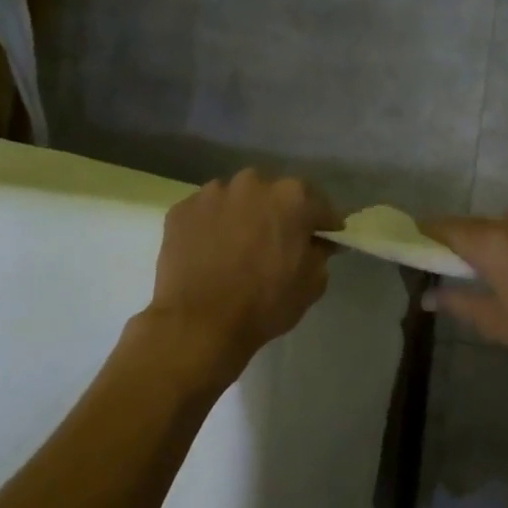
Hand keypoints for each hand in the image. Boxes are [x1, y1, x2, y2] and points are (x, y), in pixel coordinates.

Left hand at [147, 170, 340, 367]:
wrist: (199, 323)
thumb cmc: (265, 303)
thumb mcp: (312, 284)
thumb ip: (320, 254)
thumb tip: (317, 243)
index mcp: (292, 197)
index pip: (320, 206)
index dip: (324, 224)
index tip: (326, 238)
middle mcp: (252, 184)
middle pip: (275, 195)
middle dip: (281, 214)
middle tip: (280, 241)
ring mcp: (212, 193)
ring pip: (238, 200)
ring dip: (244, 216)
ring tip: (240, 246)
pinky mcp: (181, 210)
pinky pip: (207, 213)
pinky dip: (214, 226)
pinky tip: (212, 251)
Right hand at [419, 212, 507, 362]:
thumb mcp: (491, 319)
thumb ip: (455, 302)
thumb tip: (427, 297)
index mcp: (491, 242)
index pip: (446, 228)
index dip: (426, 232)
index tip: (413, 240)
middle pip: (470, 224)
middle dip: (451, 236)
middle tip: (437, 255)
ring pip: (494, 225)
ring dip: (478, 238)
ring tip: (469, 261)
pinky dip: (500, 240)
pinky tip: (501, 262)